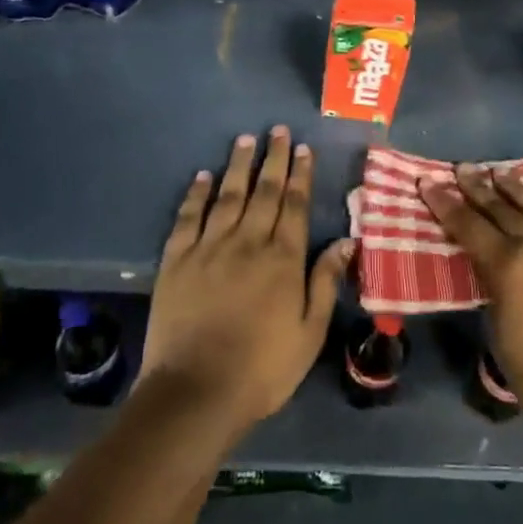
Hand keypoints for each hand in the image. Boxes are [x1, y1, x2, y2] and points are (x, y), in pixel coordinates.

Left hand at [137, 127, 353, 443]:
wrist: (195, 392)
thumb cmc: (262, 369)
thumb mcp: (309, 333)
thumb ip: (325, 283)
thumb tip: (345, 241)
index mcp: (283, 259)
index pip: (294, 205)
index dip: (300, 174)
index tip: (303, 148)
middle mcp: (248, 242)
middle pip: (264, 191)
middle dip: (273, 158)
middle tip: (277, 130)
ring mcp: (209, 248)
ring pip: (228, 195)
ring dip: (238, 165)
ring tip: (245, 139)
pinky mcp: (176, 260)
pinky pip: (188, 217)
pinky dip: (196, 194)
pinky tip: (202, 176)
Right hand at [423, 164, 522, 449]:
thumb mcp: (501, 333)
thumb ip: (494, 287)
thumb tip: (491, 264)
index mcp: (511, 268)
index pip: (470, 226)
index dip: (447, 204)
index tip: (430, 183)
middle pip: (505, 210)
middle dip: (480, 188)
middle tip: (464, 170)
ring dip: (520, 191)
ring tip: (504, 175)